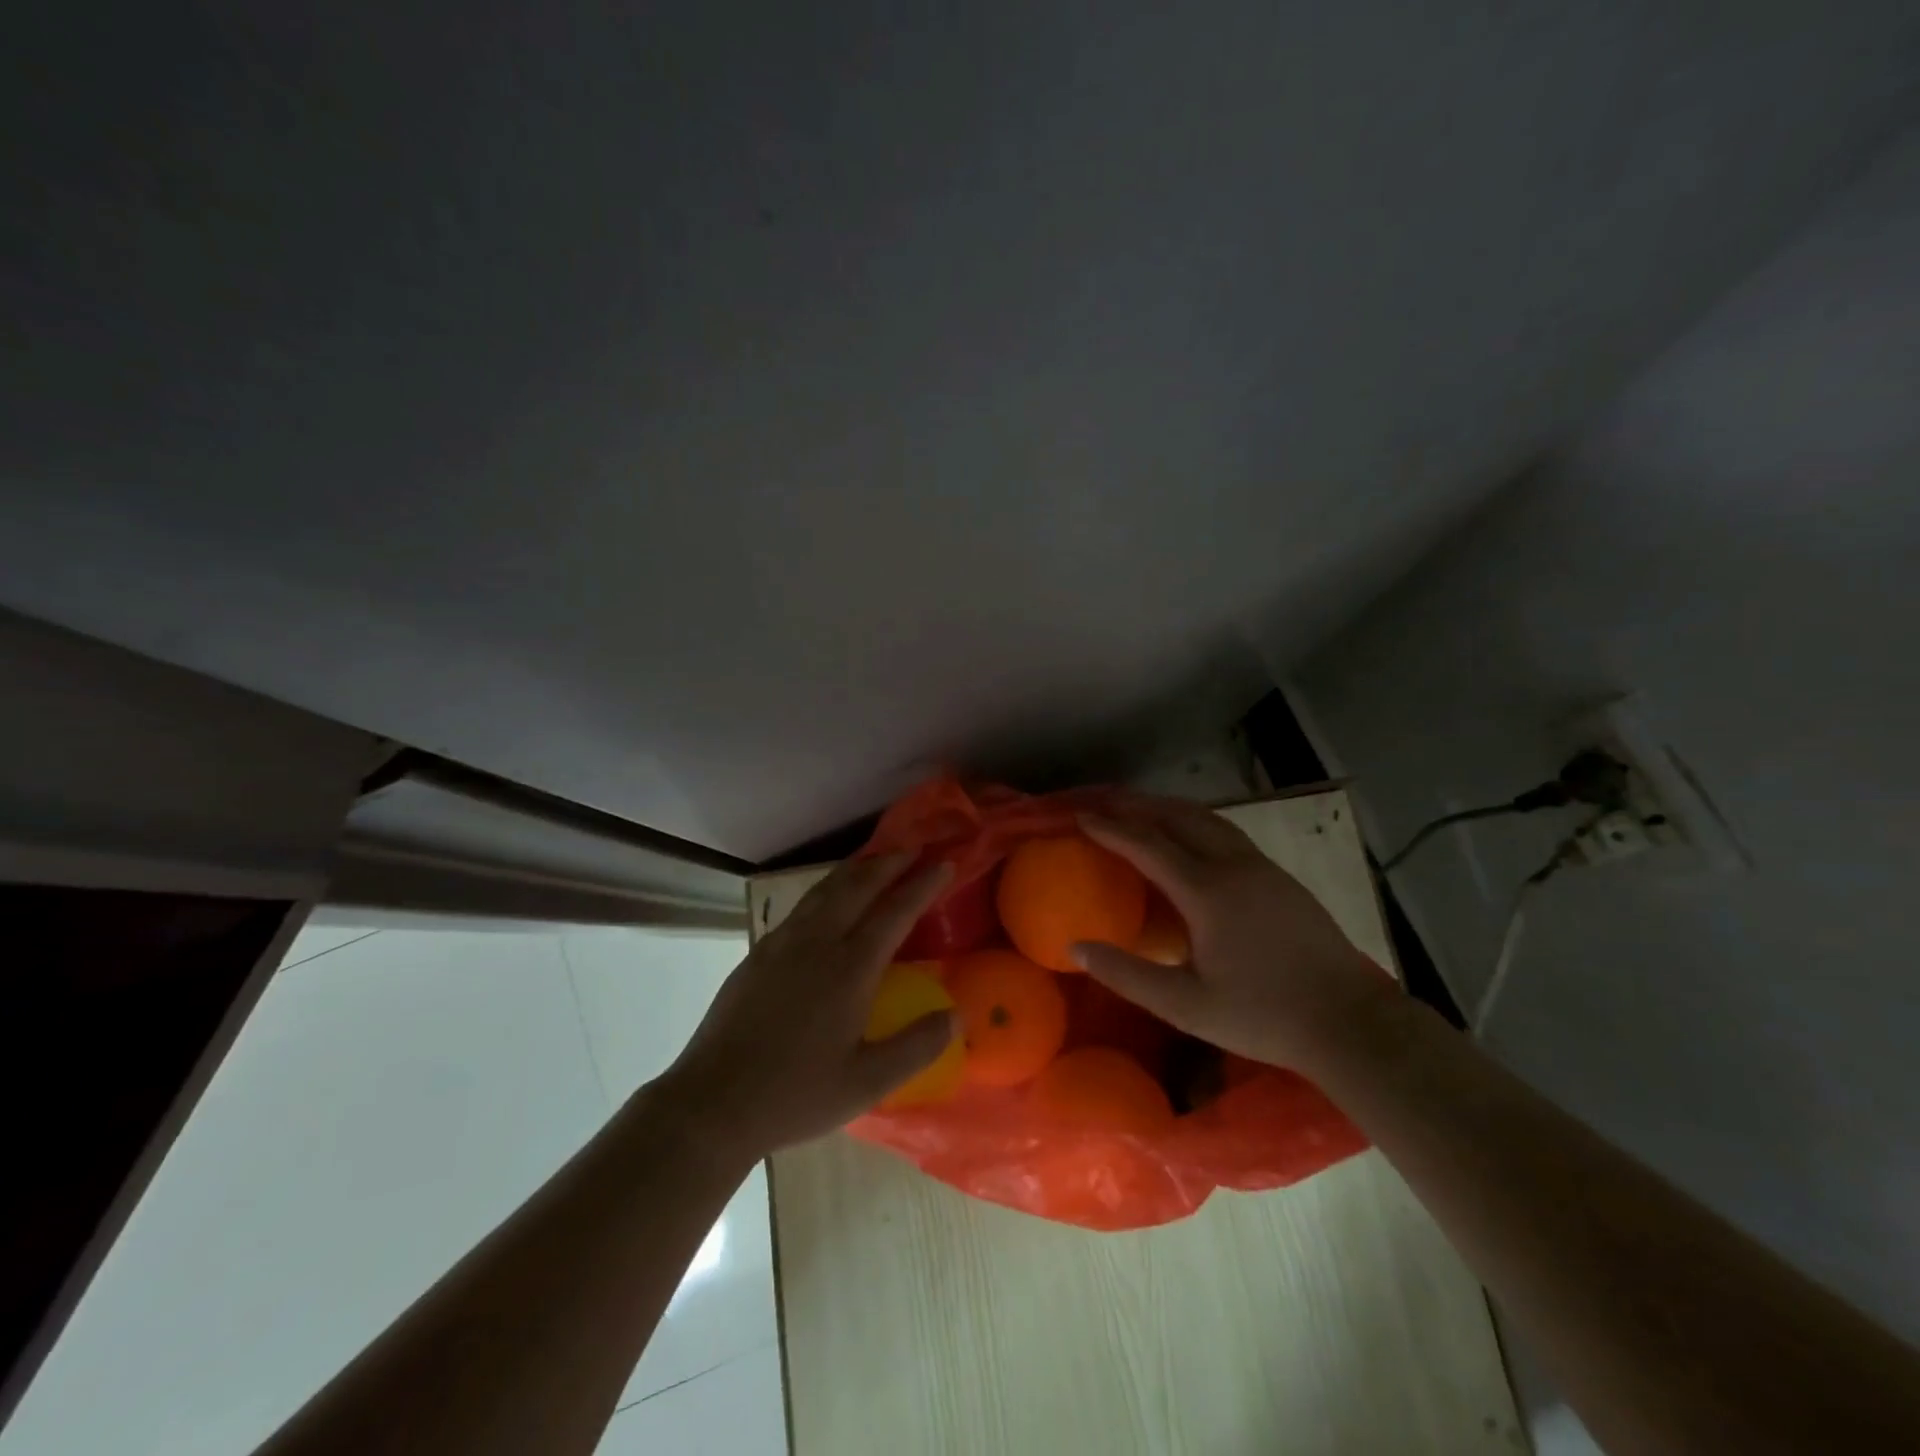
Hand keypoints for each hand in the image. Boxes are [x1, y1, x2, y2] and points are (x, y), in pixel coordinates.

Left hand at [654, 854, 956, 1161]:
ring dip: (855, 869)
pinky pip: (802, 906)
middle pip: (858, 887)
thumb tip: (957, 1013)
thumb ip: (917, 1046)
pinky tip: (826, 899)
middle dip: (889, 863)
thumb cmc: (795, 1094)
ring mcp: (783, 944)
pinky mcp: (759, 953)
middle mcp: (817, 943)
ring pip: (825, 890)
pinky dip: (826, 889)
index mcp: (850, 969)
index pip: (895, 913)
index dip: (922, 885)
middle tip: (913, 848)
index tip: (944, 863)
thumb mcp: (867, 1083)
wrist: (712, 1102)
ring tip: (875, 860)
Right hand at [1071, 795, 1392, 1071]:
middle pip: (1177, 817)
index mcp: (1207, 892)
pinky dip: (1194, 822)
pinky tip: (1189, 838)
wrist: (1350, 1021)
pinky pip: (1226, 832)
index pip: (1147, 845)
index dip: (1110, 828)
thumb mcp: (1185, 1005)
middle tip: (1103, 803)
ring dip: (1168, 808)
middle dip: (1136, 805)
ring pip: (1206, 819)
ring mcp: (1261, 867)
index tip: (1081, 817)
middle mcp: (1233, 865)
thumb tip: (1076, 947)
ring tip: (1139, 810)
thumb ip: (1127, 974)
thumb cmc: (1263, 1015)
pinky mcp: (1280, 877)